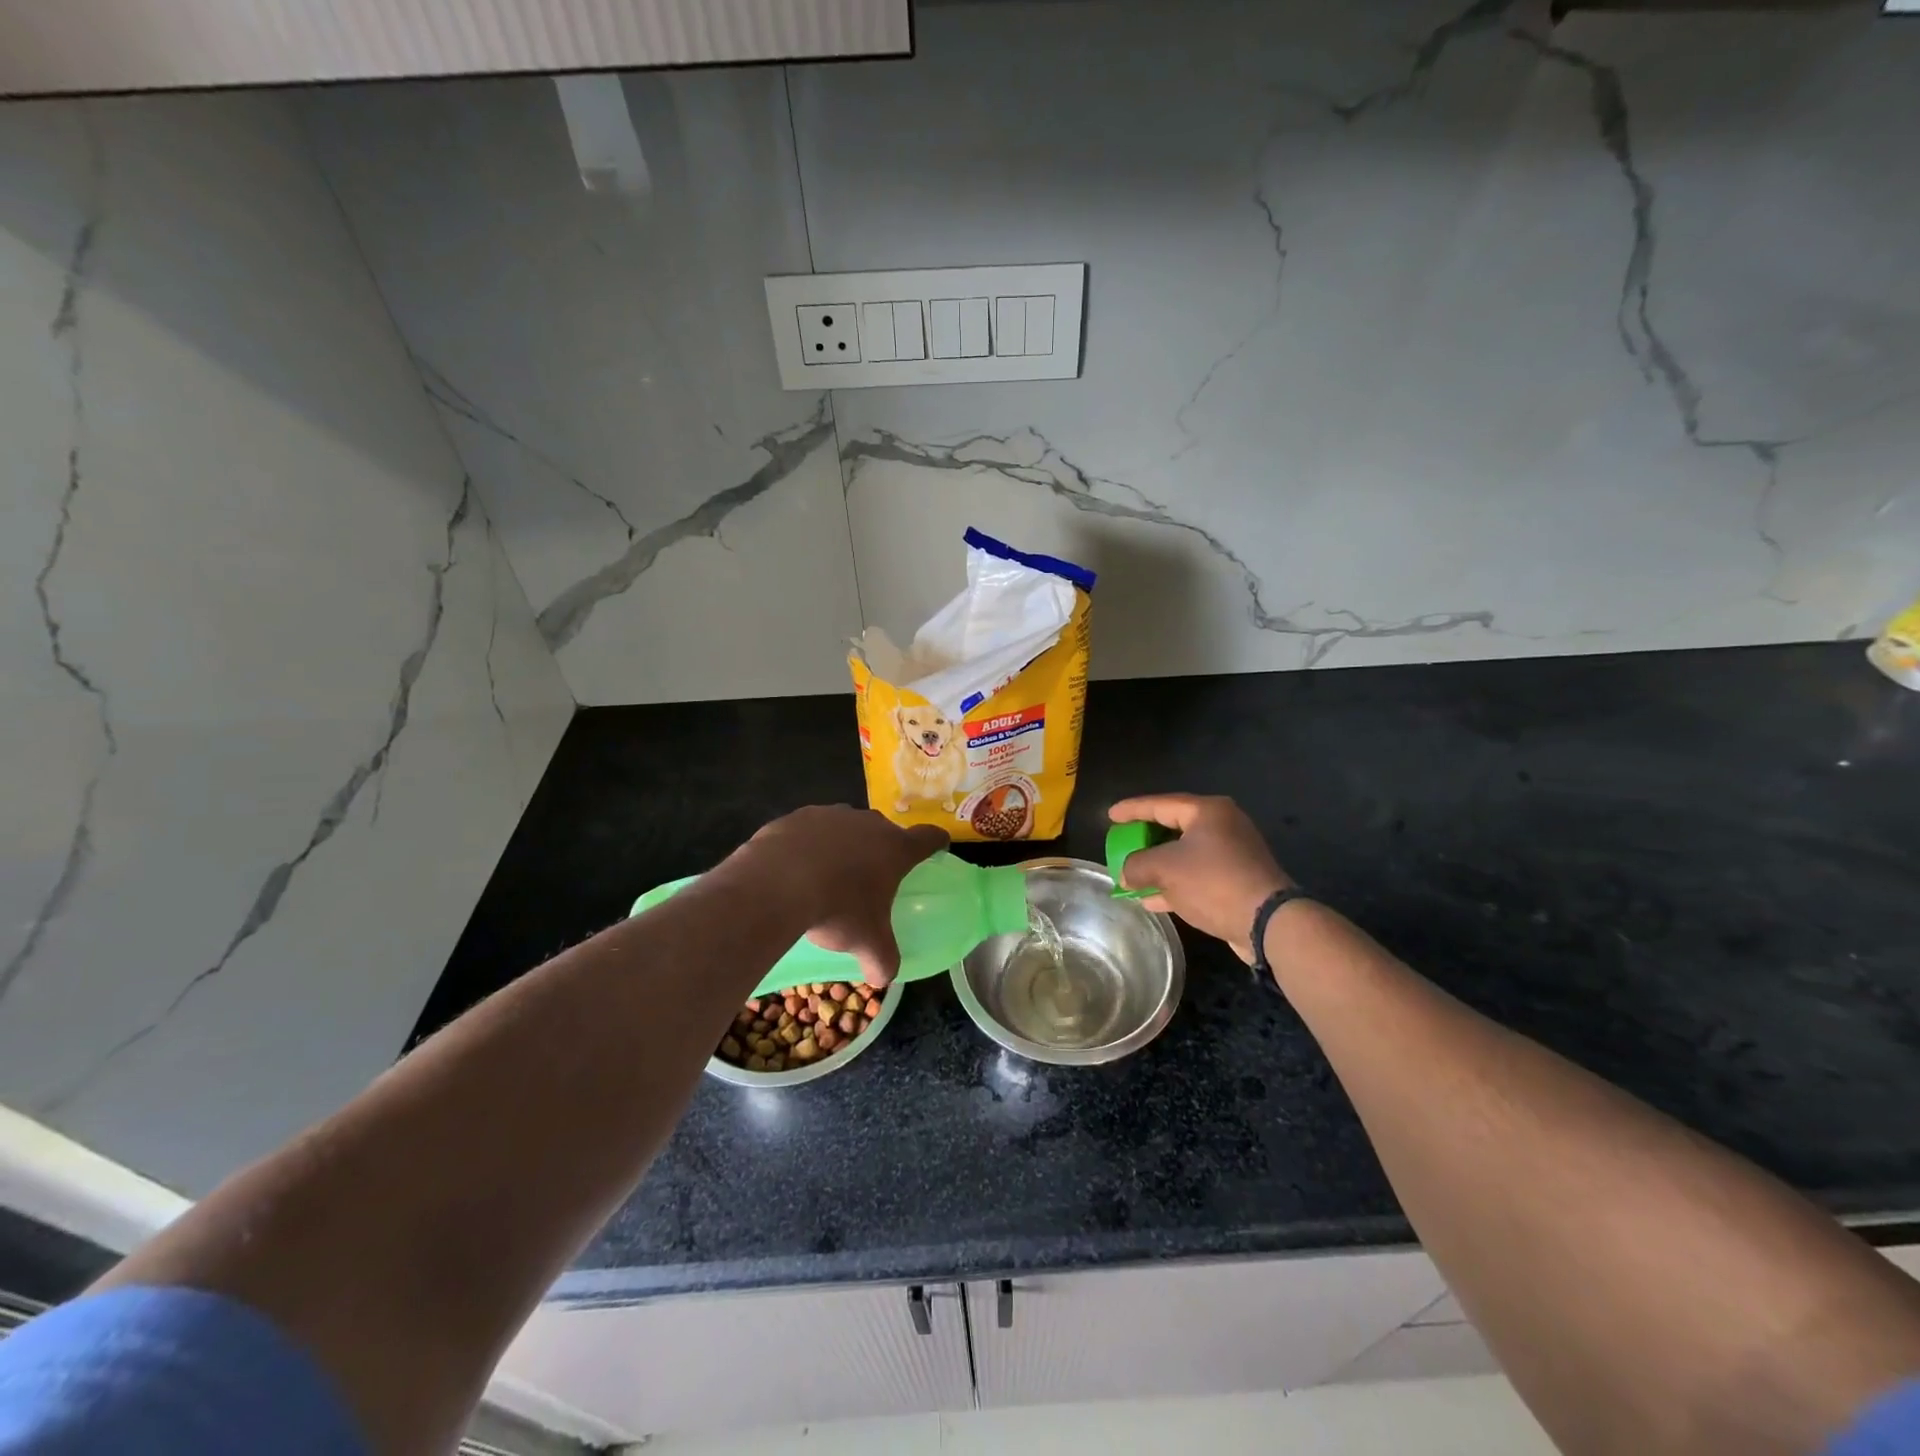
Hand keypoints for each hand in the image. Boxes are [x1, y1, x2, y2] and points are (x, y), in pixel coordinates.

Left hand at [735, 806, 948, 987]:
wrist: (776, 884)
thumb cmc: (837, 909)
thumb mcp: (867, 943)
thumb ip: (883, 960)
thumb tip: (884, 978)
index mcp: (895, 848)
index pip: (928, 838)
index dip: (936, 842)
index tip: (937, 847)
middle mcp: (868, 823)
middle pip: (884, 831)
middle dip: (881, 849)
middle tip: (871, 877)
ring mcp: (831, 815)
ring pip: (846, 827)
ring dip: (843, 845)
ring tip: (828, 874)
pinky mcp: (797, 816)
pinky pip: (810, 829)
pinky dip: (808, 844)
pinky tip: (795, 868)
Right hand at [1108, 794, 1292, 964]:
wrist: (1267, 922)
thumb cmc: (1213, 882)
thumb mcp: (1165, 869)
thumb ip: (1136, 865)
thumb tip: (1125, 874)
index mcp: (1208, 811)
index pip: (1161, 804)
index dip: (1132, 809)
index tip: (1110, 815)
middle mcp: (1223, 826)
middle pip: (1174, 827)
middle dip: (1145, 839)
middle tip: (1122, 842)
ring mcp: (1232, 854)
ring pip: (1184, 854)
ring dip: (1157, 866)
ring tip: (1132, 874)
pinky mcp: (1237, 879)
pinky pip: (1196, 875)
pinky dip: (1174, 883)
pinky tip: (1151, 899)